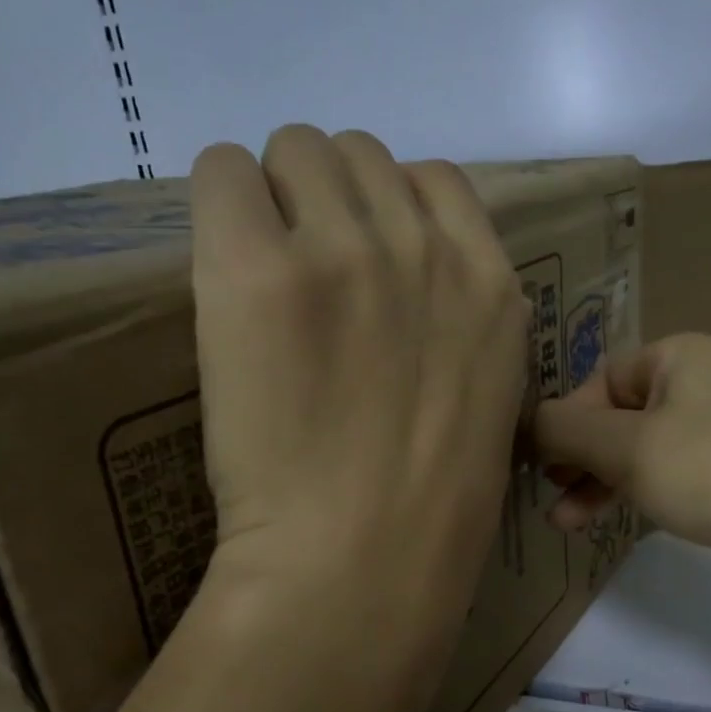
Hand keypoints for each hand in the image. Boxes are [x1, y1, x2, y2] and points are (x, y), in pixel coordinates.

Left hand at [190, 125, 527, 655]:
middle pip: (358, 152)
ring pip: (295, 149)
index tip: (362, 254)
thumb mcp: (482, 394)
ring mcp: (344, 250)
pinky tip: (222, 269)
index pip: (434, 177)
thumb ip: (456, 321)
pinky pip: (222, 172)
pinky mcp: (259, 269)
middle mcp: (423, 247)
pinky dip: (220, 205)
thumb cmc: (431, 506)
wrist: (363, 563)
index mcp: (490, 282)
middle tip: (304, 267)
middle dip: (328, 197)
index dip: (389, 208)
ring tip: (261, 268)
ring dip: (275, 196)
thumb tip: (399, 282)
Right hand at [533, 333, 710, 602]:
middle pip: (617, 414)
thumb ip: (565, 429)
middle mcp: (698, 384)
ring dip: (596, 481)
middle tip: (547, 486)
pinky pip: (662, 474)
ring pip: (636, 449)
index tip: (543, 459)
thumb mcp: (625, 446)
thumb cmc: (708, 472)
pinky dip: (628, 493)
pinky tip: (594, 521)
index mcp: (679, 356)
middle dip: (578, 454)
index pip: (601, 378)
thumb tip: (530, 422)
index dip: (567, 417)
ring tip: (561, 520)